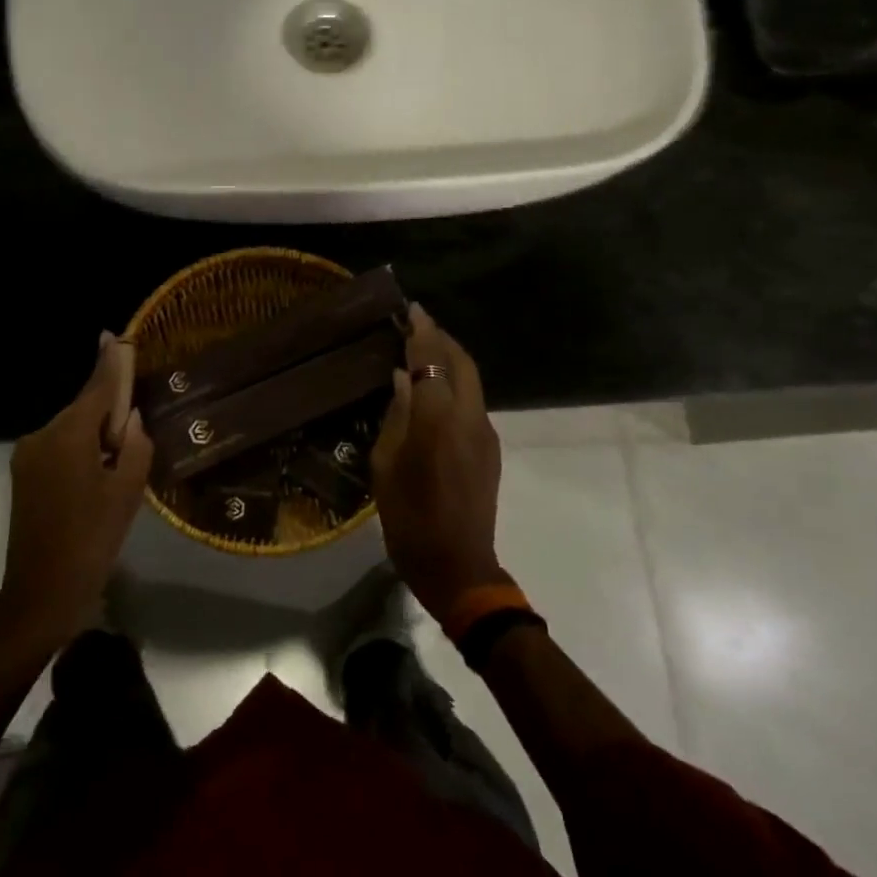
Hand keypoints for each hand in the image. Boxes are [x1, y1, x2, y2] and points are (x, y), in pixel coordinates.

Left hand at [0, 332, 154, 642]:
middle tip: (134, 437)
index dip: (110, 363)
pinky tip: (96, 478)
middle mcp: (42, 435)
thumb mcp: (127, 493)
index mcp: (68, 435)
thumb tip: (131, 420)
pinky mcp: (23, 474)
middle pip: (84, 409)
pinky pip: (59, 448)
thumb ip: (135, 446)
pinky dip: (80, 451)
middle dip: (109, 414)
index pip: (97, 389)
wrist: (40, 595)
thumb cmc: (91, 542)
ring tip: (116, 469)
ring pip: (71, 430)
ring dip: (95, 437)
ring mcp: (27, 455)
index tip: (115, 335)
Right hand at [369, 304, 506, 624]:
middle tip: (416, 325)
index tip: (411, 309)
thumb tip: (403, 380)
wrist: (458, 567)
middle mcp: (469, 418)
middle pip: (462, 363)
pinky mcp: (490, 449)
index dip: (421, 332)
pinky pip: (472, 401)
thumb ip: (395, 416)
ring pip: (471, 380)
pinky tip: (435, 389)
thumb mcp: (385, 465)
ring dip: (450, 360)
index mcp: (438, 420)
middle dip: (441, 339)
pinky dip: (455, 383)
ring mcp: (486, 433)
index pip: (432, 362)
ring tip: (423, 350)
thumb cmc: (409, 518)